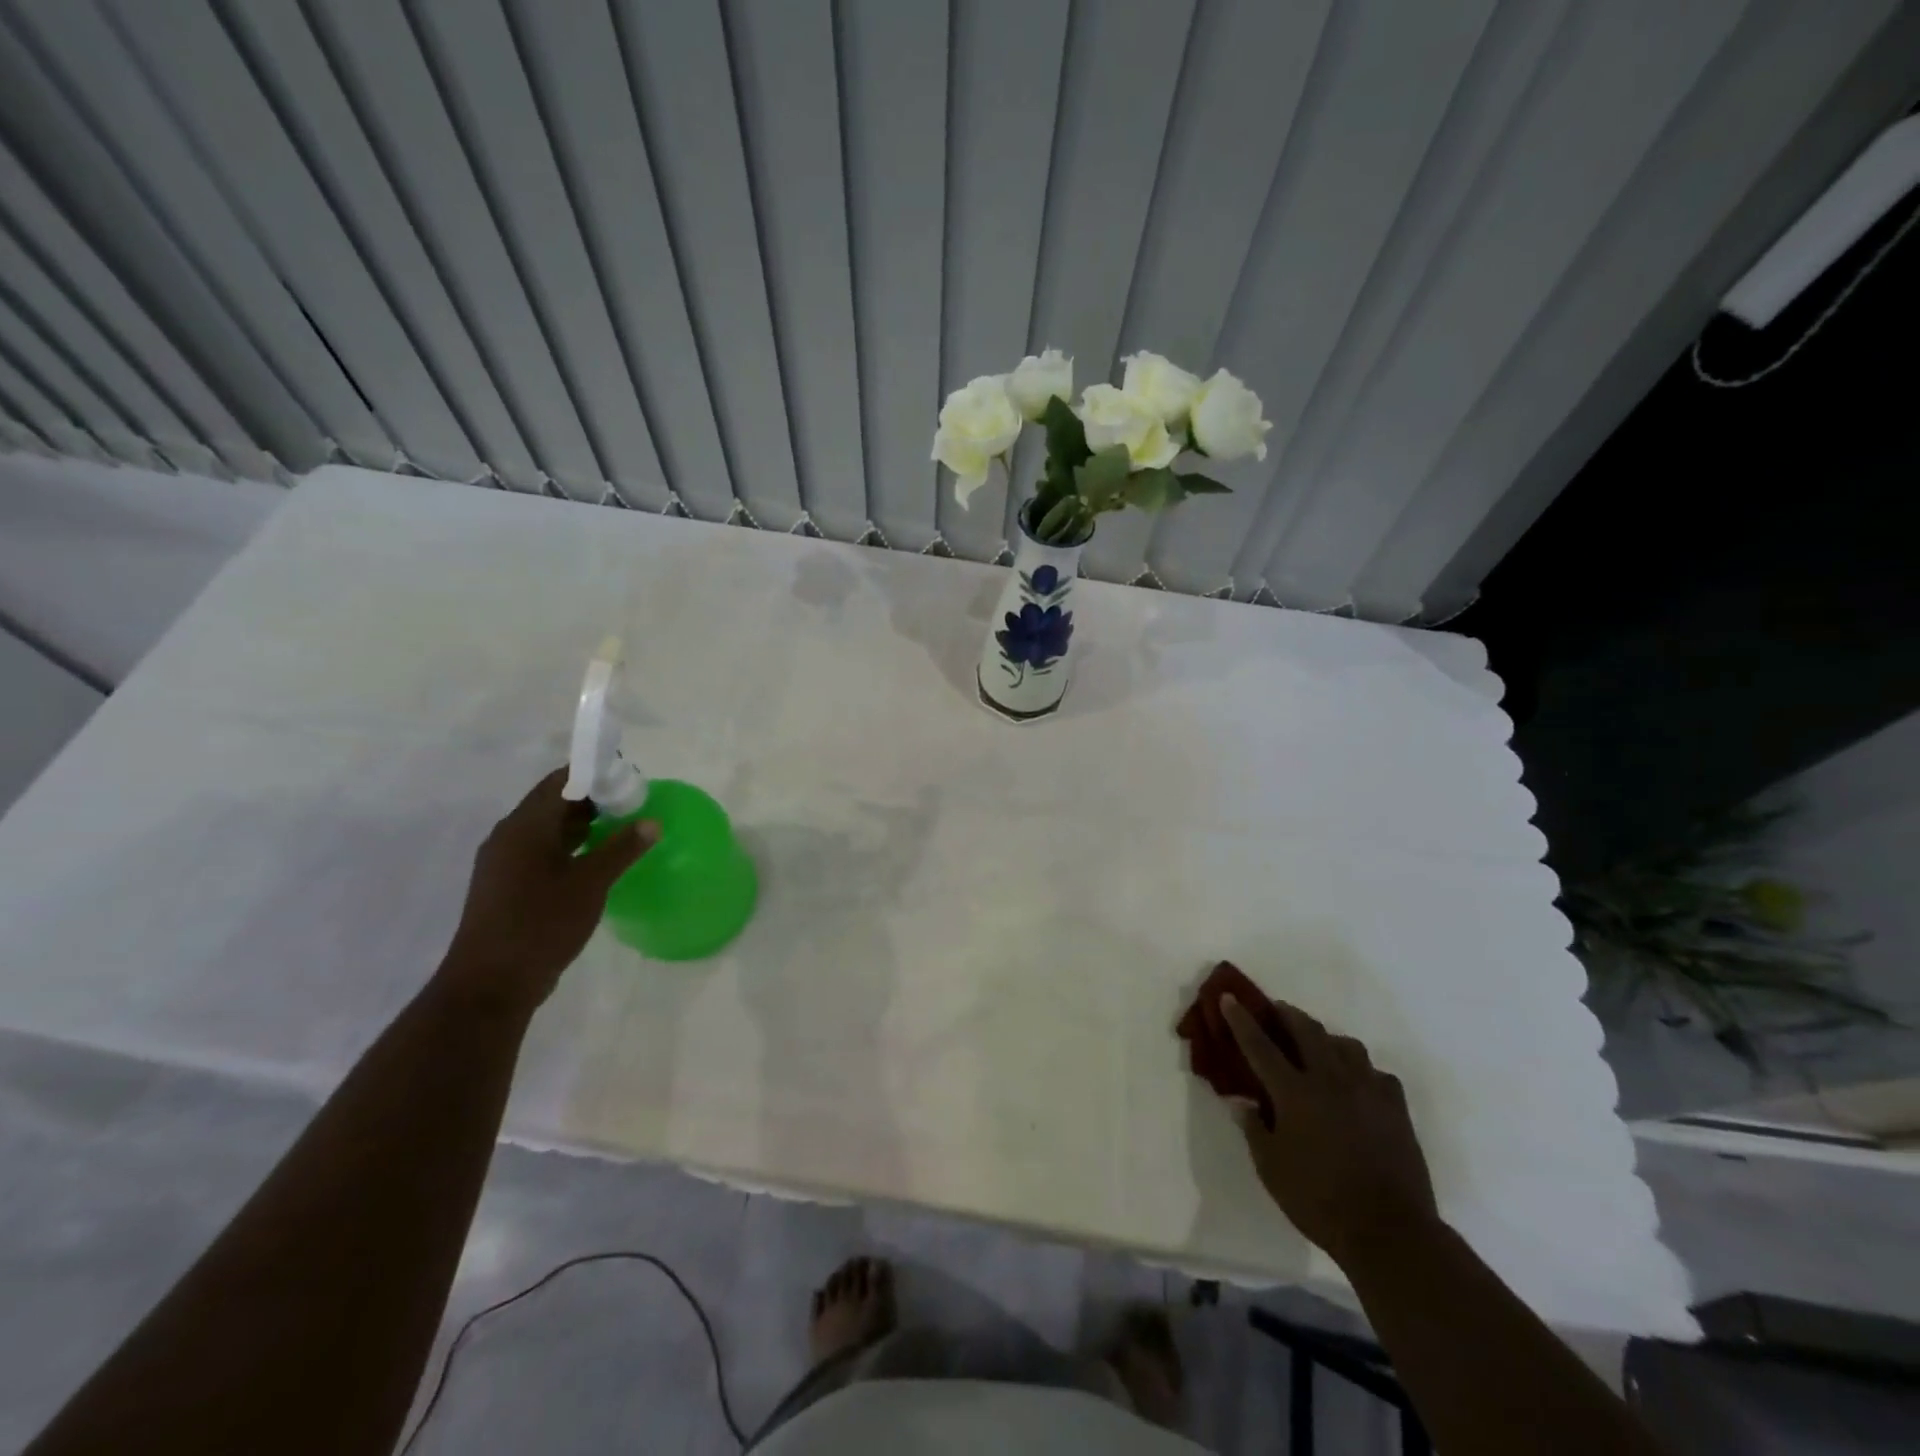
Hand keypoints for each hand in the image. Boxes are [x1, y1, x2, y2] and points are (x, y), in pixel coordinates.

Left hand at [440, 768, 657, 1015]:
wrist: (491, 984)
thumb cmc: (541, 924)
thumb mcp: (590, 884)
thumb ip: (622, 849)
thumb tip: (651, 822)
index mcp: (524, 827)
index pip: (561, 781)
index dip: (595, 773)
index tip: (628, 776)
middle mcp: (509, 836)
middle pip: (553, 801)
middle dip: (593, 797)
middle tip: (632, 801)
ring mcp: (505, 862)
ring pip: (548, 827)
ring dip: (583, 822)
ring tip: (622, 825)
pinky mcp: (507, 884)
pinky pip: (542, 850)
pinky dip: (570, 845)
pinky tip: (596, 858)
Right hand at [1219, 996, 1438, 1268]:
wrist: (1391, 1232)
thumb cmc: (1320, 1200)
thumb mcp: (1272, 1169)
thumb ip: (1254, 1129)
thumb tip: (1241, 1102)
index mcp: (1295, 1093)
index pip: (1260, 1045)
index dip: (1241, 1019)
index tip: (1229, 997)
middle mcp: (1330, 1080)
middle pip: (1306, 1030)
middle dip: (1287, 1014)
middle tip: (1275, 1010)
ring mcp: (1367, 1090)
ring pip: (1345, 1044)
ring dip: (1326, 1038)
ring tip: (1318, 1047)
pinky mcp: (1396, 1107)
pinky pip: (1376, 1073)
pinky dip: (1361, 1070)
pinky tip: (1357, 1084)